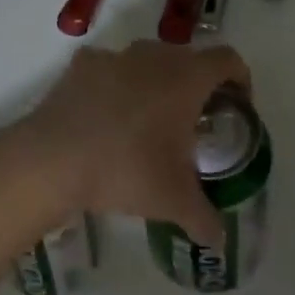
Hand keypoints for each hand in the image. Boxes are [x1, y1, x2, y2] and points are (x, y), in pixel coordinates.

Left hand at [15, 40, 249, 248]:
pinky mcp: (82, 64)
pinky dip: (115, 84)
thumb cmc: (126, 170)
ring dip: (155, 82)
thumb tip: (217, 239)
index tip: (237, 106)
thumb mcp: (174, 201)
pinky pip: (109, 68)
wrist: (55, 158)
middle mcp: (154, 56)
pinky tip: (106, 114)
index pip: (227, 60)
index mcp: (186, 79)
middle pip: (188, 59)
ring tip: (148, 119)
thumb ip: (204, 218)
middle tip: (192, 122)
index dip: (239, 79)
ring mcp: (115, 55)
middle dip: (196, 85)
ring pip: (147, 60)